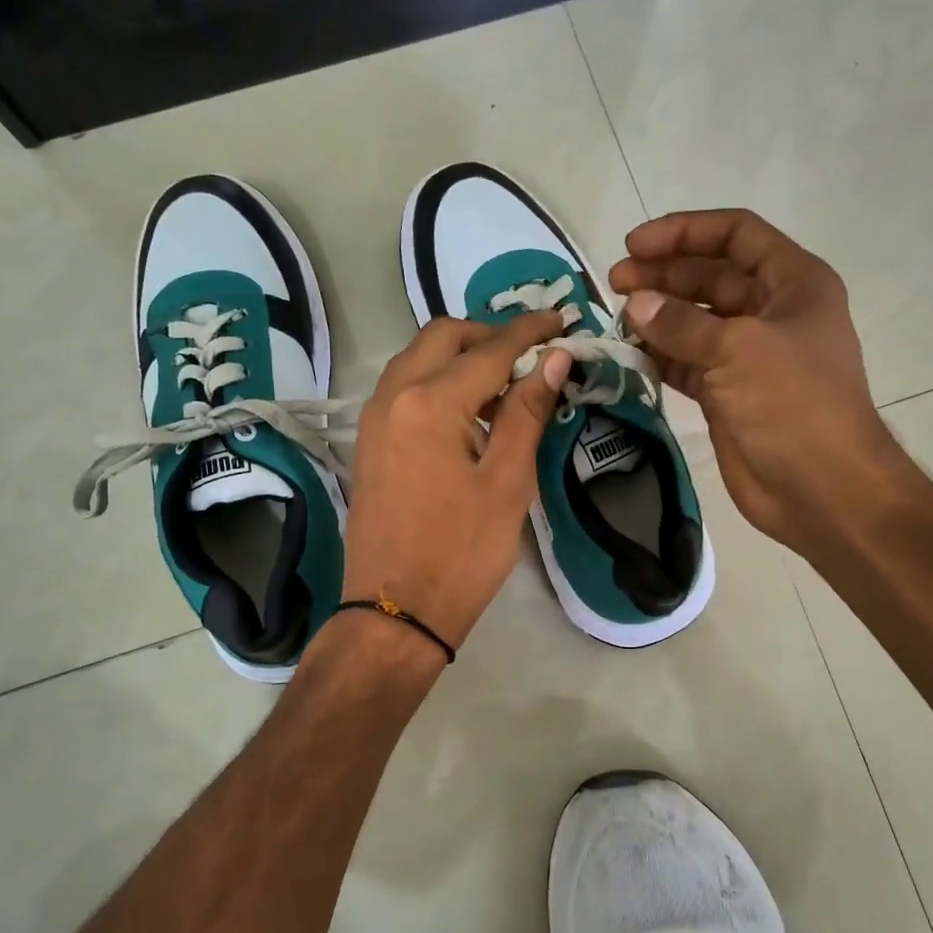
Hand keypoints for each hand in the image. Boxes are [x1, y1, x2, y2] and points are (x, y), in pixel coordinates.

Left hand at [342, 312, 572, 651]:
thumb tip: (554, 359)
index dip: (530, 332)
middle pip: (444, 337)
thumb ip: (527, 412)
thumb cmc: (461, 553)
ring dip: (463, 357)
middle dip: (490, 334)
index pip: (489, 349)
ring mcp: (375, 418)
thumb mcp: (507, 483)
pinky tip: (471, 411)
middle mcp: (394, 395)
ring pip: (420, 359)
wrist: (395, 612)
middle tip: (533, 354)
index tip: (562, 319)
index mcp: (430, 402)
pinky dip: (440, 381)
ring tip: (508, 383)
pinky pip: (406, 388)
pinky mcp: (370, 441)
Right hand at [608, 209, 908, 555]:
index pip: (736, 235)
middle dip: (663, 276)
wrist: (820, 488)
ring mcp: (748, 355)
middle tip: (614, 284)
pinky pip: (686, 363)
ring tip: (615, 321)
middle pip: (710, 277)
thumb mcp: (739, 351)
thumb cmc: (793, 405)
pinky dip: (658, 357)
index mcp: (793, 284)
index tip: (635, 245)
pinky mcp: (727, 394)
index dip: (685, 232)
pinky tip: (628, 355)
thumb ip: (682, 324)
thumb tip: (635, 304)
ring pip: (694, 322)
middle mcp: (770, 312)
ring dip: (656, 318)